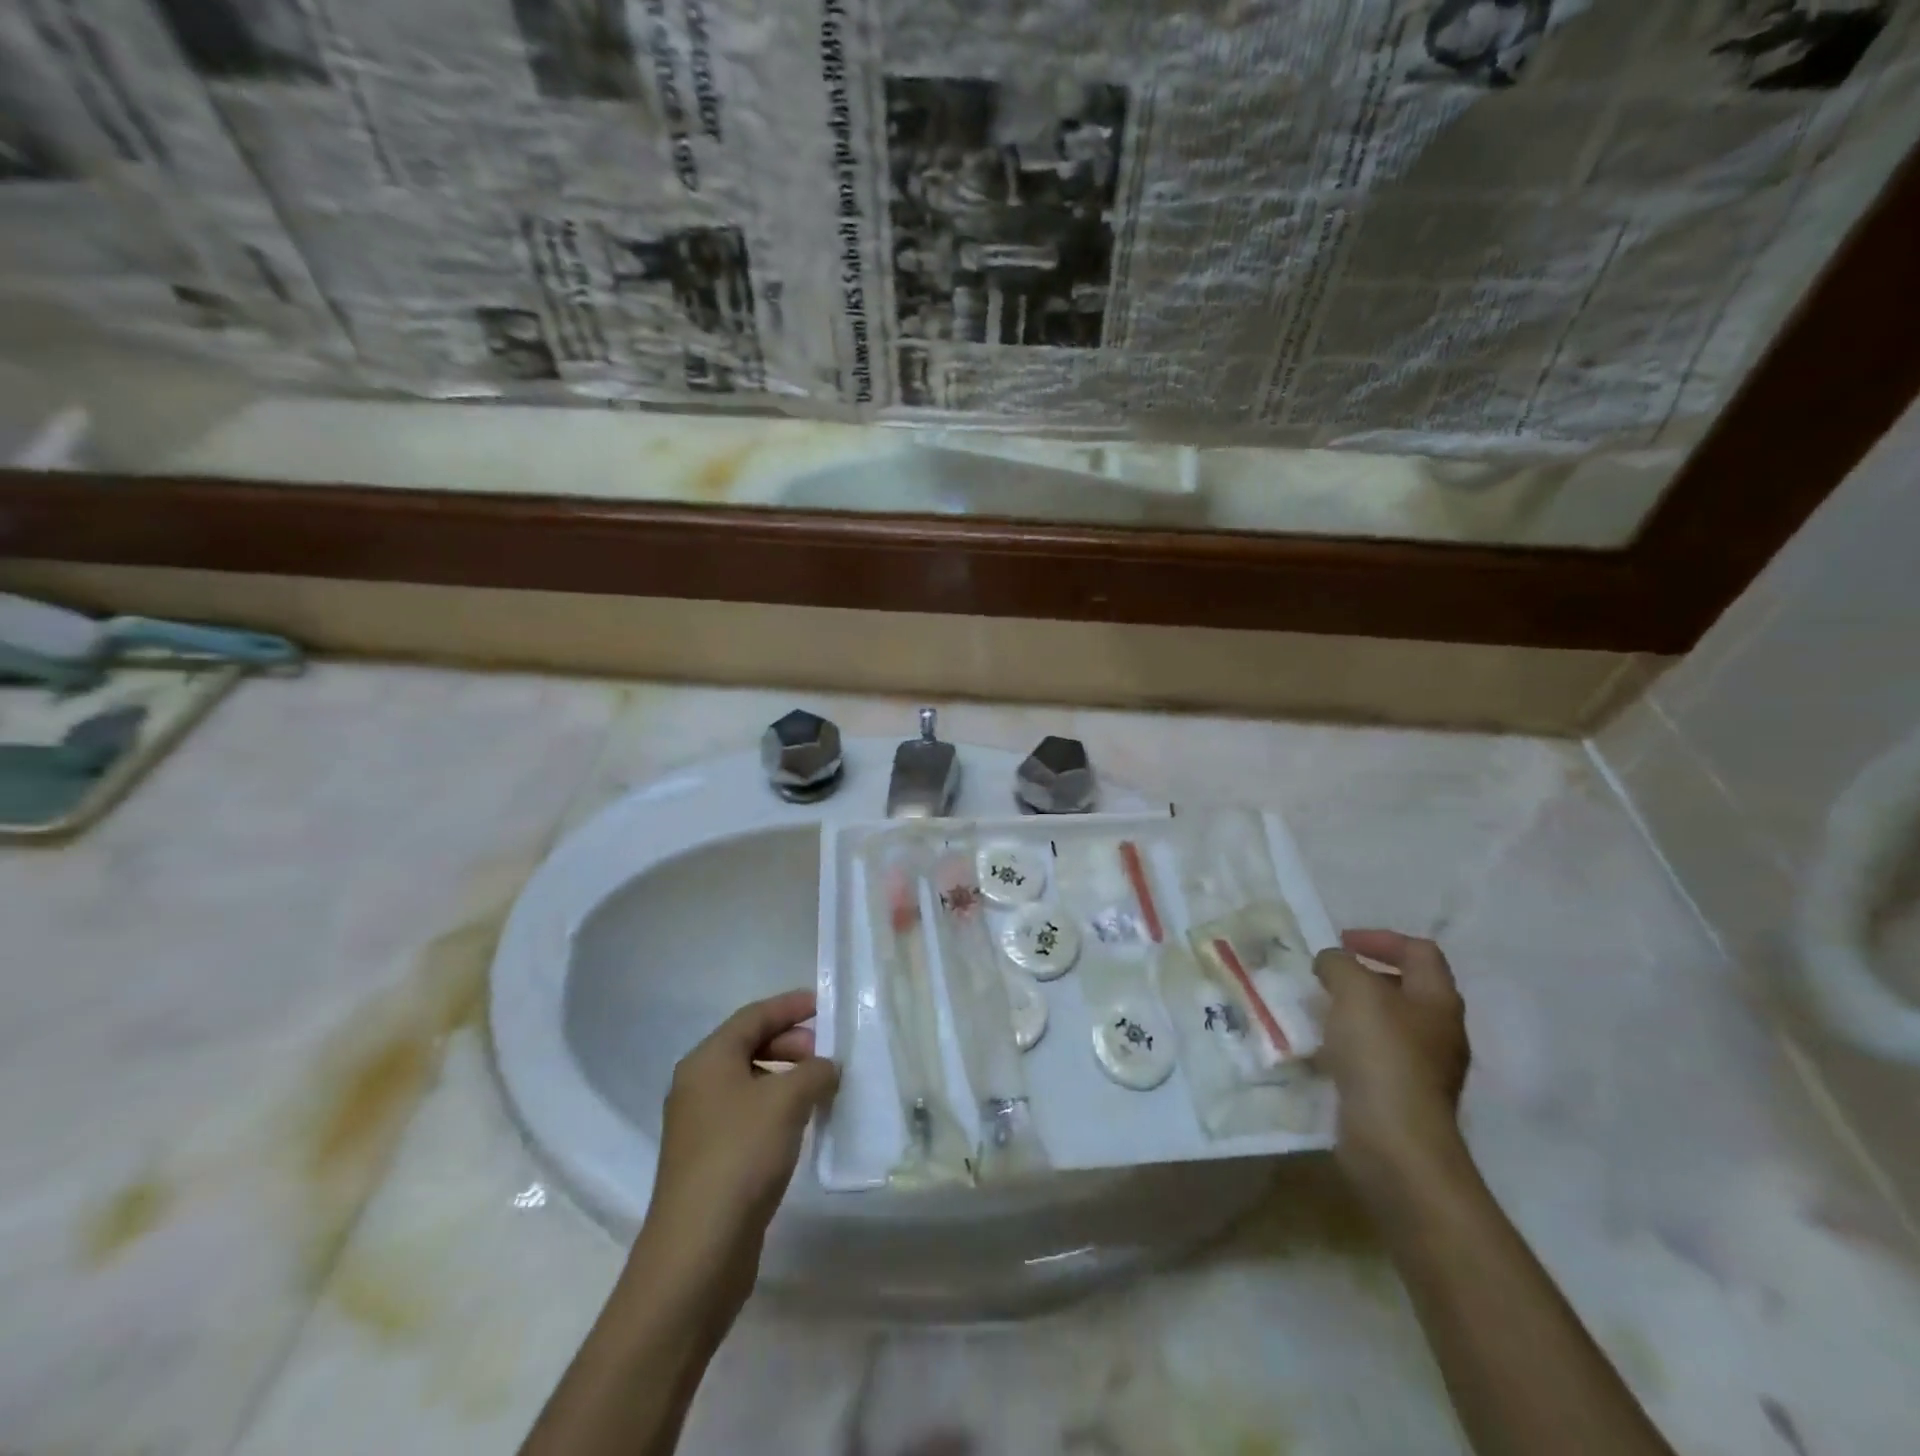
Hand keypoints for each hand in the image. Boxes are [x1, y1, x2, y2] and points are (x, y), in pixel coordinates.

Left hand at [633, 989, 837, 1320]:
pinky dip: (777, 1107)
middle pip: (749, 1046)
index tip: (824, 1004)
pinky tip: (802, 1124)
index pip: (753, 1016)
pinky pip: (749, 1114)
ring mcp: (701, 1124)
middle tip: (827, 1054)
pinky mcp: (710, 1158)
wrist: (698, 1250)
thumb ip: (814, 1072)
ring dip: (787, 1077)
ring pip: (750, 1082)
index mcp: (707, 1060)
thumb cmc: (741, 1156)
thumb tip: (827, 1067)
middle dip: (791, 1043)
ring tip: (822, 1088)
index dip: (790, 1006)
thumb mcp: (787, 1101)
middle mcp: (698, 1085)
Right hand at [1313, 930, 1470, 1197]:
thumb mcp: (1354, 991)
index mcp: (1438, 1000)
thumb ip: (1339, 964)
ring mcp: (1423, 1067)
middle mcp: (1438, 1031)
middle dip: (1362, 975)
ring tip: (1316, 1011)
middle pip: (1404, 987)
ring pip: (1385, 1023)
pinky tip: (1322, 1050)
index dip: (1381, 939)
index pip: (1419, 951)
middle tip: (1324, 976)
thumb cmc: (1381, 1055)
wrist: (1395, 1143)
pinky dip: (1347, 1045)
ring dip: (1351, 1011)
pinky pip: (1373, 1056)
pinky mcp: (1401, 1095)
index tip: (1341, 942)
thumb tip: (1332, 963)